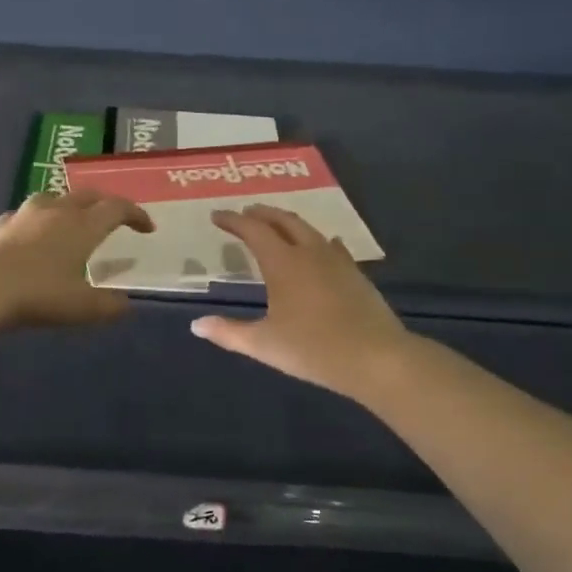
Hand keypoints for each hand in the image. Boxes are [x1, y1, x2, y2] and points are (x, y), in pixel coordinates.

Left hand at [0, 189, 154, 326]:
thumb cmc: (39, 295)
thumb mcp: (82, 308)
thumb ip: (108, 306)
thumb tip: (124, 305)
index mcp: (83, 225)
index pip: (117, 208)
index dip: (136, 215)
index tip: (147, 227)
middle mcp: (56, 211)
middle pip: (87, 195)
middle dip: (105, 203)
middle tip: (114, 217)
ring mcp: (24, 215)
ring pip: (53, 198)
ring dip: (69, 205)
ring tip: (71, 221)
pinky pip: (24, 215)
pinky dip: (36, 221)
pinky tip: (30, 235)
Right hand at [191, 204, 412, 399]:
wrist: (375, 358)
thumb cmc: (312, 349)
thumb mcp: (264, 344)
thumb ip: (229, 332)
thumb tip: (197, 325)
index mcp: (283, 263)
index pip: (253, 231)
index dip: (234, 221)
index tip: (217, 215)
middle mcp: (310, 253)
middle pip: (284, 221)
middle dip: (262, 213)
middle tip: (246, 212)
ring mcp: (337, 261)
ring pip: (309, 230)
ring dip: (288, 223)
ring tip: (277, 226)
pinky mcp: (356, 275)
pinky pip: (332, 247)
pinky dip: (318, 241)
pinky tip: (322, 247)